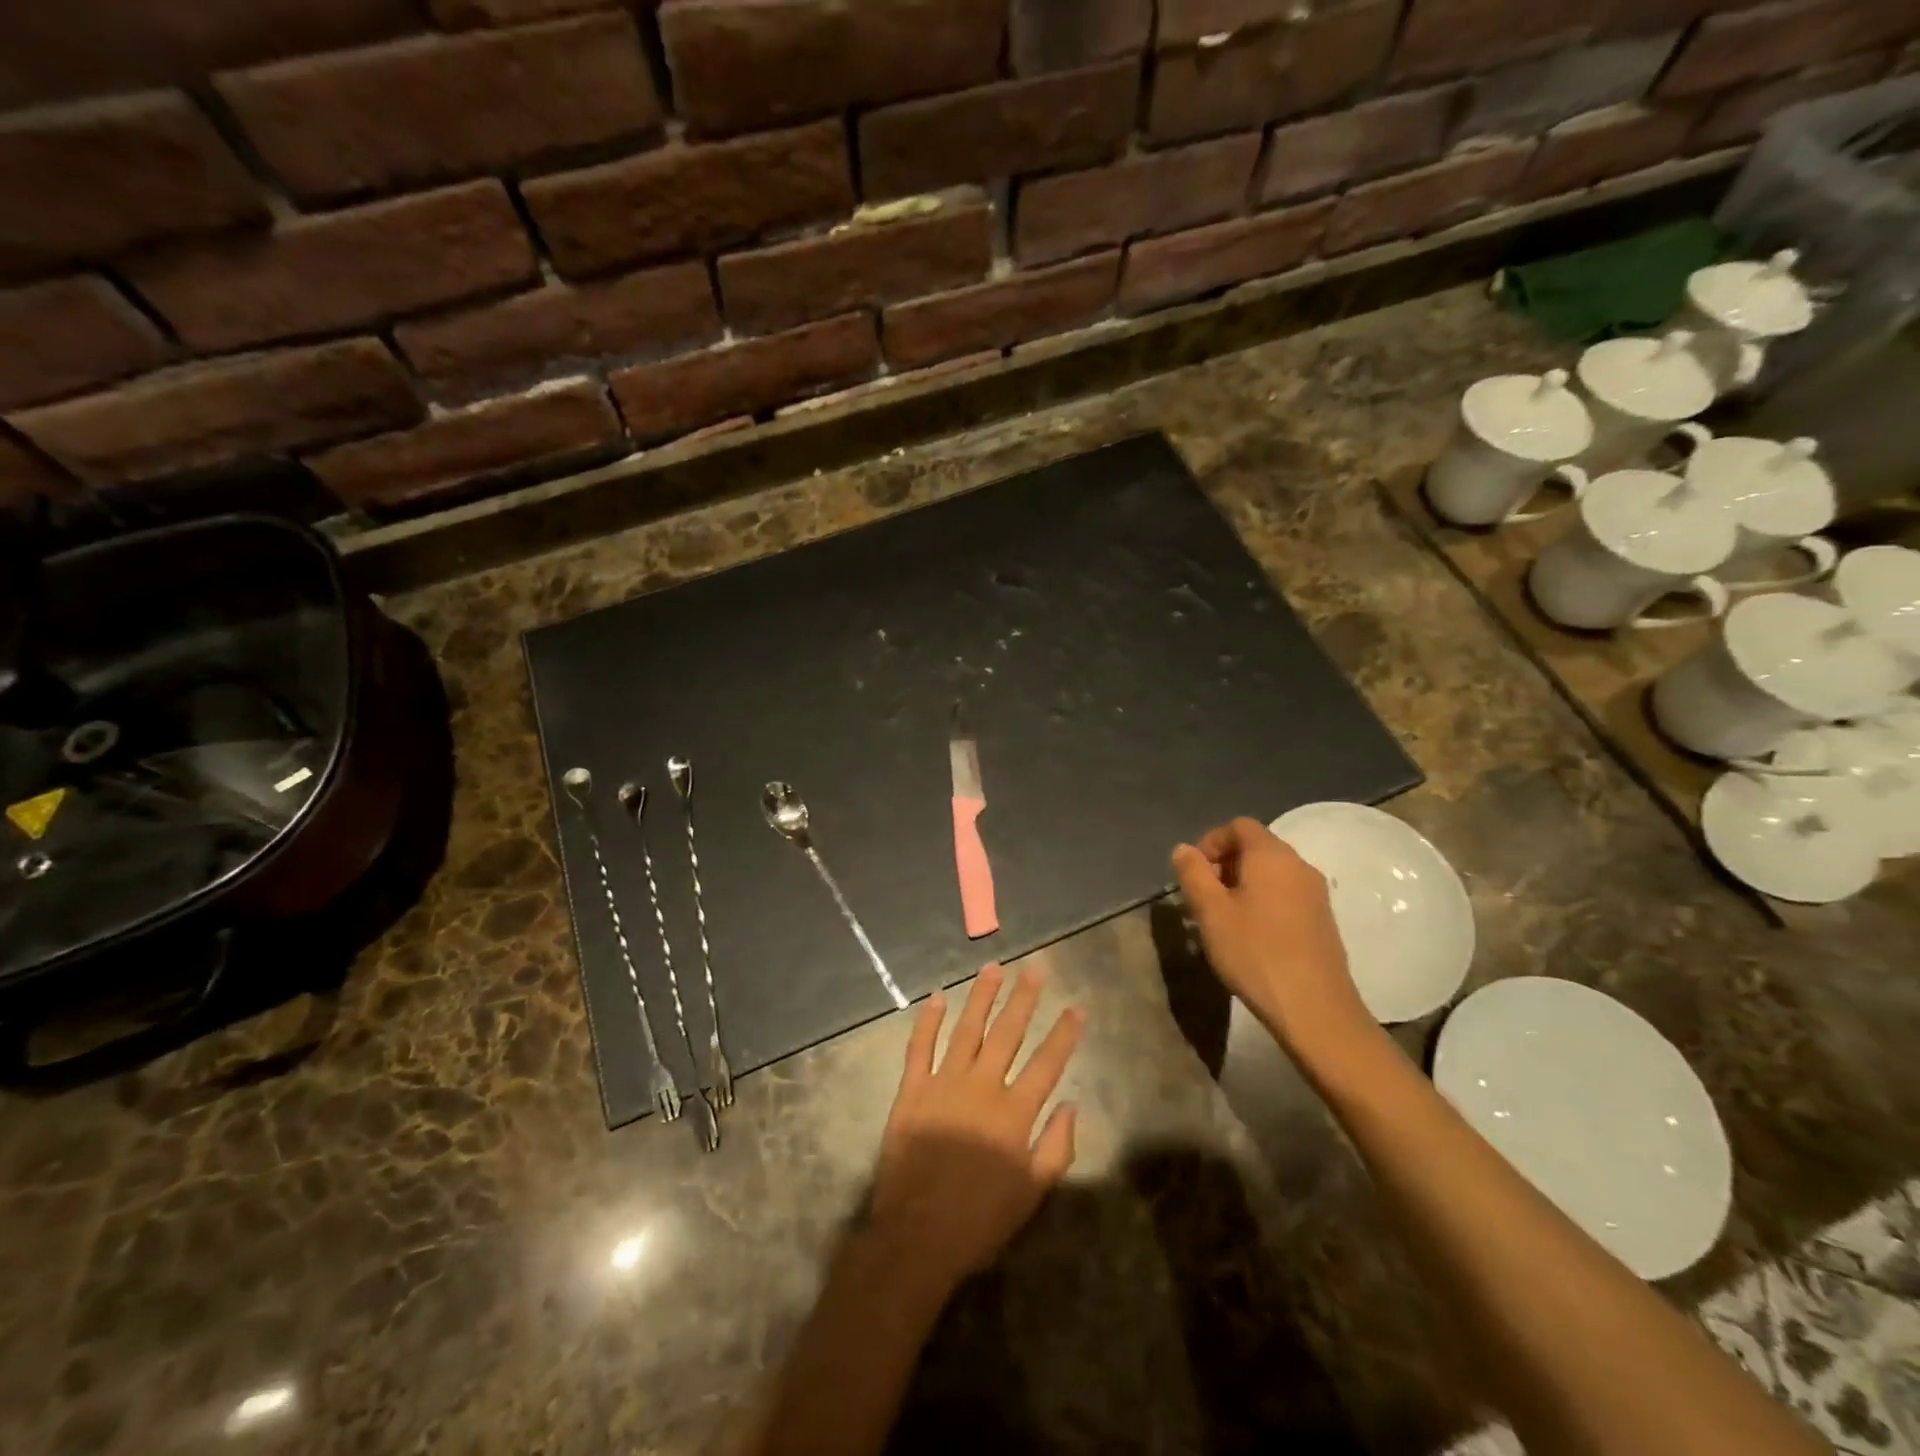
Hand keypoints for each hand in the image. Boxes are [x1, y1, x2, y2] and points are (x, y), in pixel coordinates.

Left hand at [870, 964, 1083, 1295]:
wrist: (917, 1236)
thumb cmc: (980, 1220)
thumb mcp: (1032, 1195)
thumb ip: (1056, 1148)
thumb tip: (1072, 1106)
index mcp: (1014, 1113)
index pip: (1047, 1063)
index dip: (1064, 1034)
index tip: (1078, 1006)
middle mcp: (982, 1087)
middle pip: (1007, 1033)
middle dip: (1024, 998)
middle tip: (1035, 968)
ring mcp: (944, 1083)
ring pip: (967, 1029)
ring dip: (981, 997)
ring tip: (993, 968)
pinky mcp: (912, 1090)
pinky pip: (920, 1047)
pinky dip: (929, 1020)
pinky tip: (938, 996)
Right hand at [1172, 817, 1375, 1059]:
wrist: (1315, 1008)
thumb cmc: (1255, 953)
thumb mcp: (1211, 912)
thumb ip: (1193, 874)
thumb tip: (1184, 849)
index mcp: (1271, 856)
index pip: (1239, 826)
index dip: (1211, 841)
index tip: (1194, 873)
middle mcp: (1299, 866)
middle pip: (1257, 848)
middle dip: (1224, 865)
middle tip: (1202, 898)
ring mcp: (1316, 894)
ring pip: (1271, 874)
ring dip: (1242, 886)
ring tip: (1221, 920)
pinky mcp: (1323, 920)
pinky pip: (1286, 895)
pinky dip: (1263, 902)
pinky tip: (1250, 936)